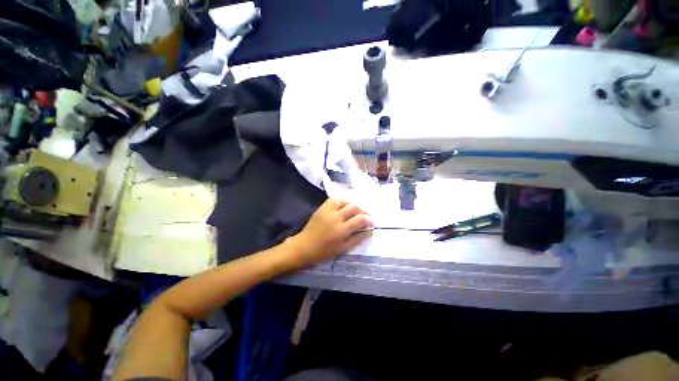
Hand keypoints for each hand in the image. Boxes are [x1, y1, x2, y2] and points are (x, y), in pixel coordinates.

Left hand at [288, 198, 372, 267]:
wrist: (304, 246)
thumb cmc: (323, 251)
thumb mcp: (342, 249)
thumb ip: (357, 239)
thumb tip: (370, 231)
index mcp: (341, 230)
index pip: (360, 219)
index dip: (369, 219)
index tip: (372, 222)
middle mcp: (336, 217)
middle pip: (354, 207)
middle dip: (363, 210)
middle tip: (366, 215)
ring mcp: (328, 211)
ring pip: (345, 201)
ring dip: (353, 204)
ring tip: (356, 210)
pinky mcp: (322, 207)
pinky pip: (334, 199)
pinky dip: (342, 200)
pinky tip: (344, 205)